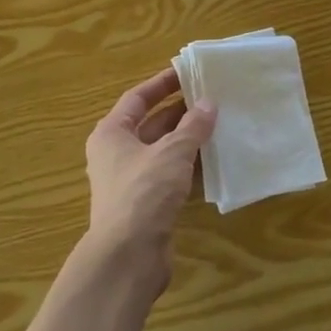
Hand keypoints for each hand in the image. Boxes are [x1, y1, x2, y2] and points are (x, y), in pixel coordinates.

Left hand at [83, 68, 215, 286]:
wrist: (128, 256)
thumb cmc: (144, 192)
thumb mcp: (172, 152)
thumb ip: (192, 127)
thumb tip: (208, 104)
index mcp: (111, 133)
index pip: (137, 98)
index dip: (162, 84)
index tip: (188, 74)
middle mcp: (116, 154)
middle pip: (150, 124)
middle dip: (180, 112)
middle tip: (213, 99)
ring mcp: (130, 181)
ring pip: (162, 151)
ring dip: (188, 140)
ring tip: (219, 125)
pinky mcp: (145, 205)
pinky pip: (169, 175)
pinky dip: (188, 167)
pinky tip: (213, 161)